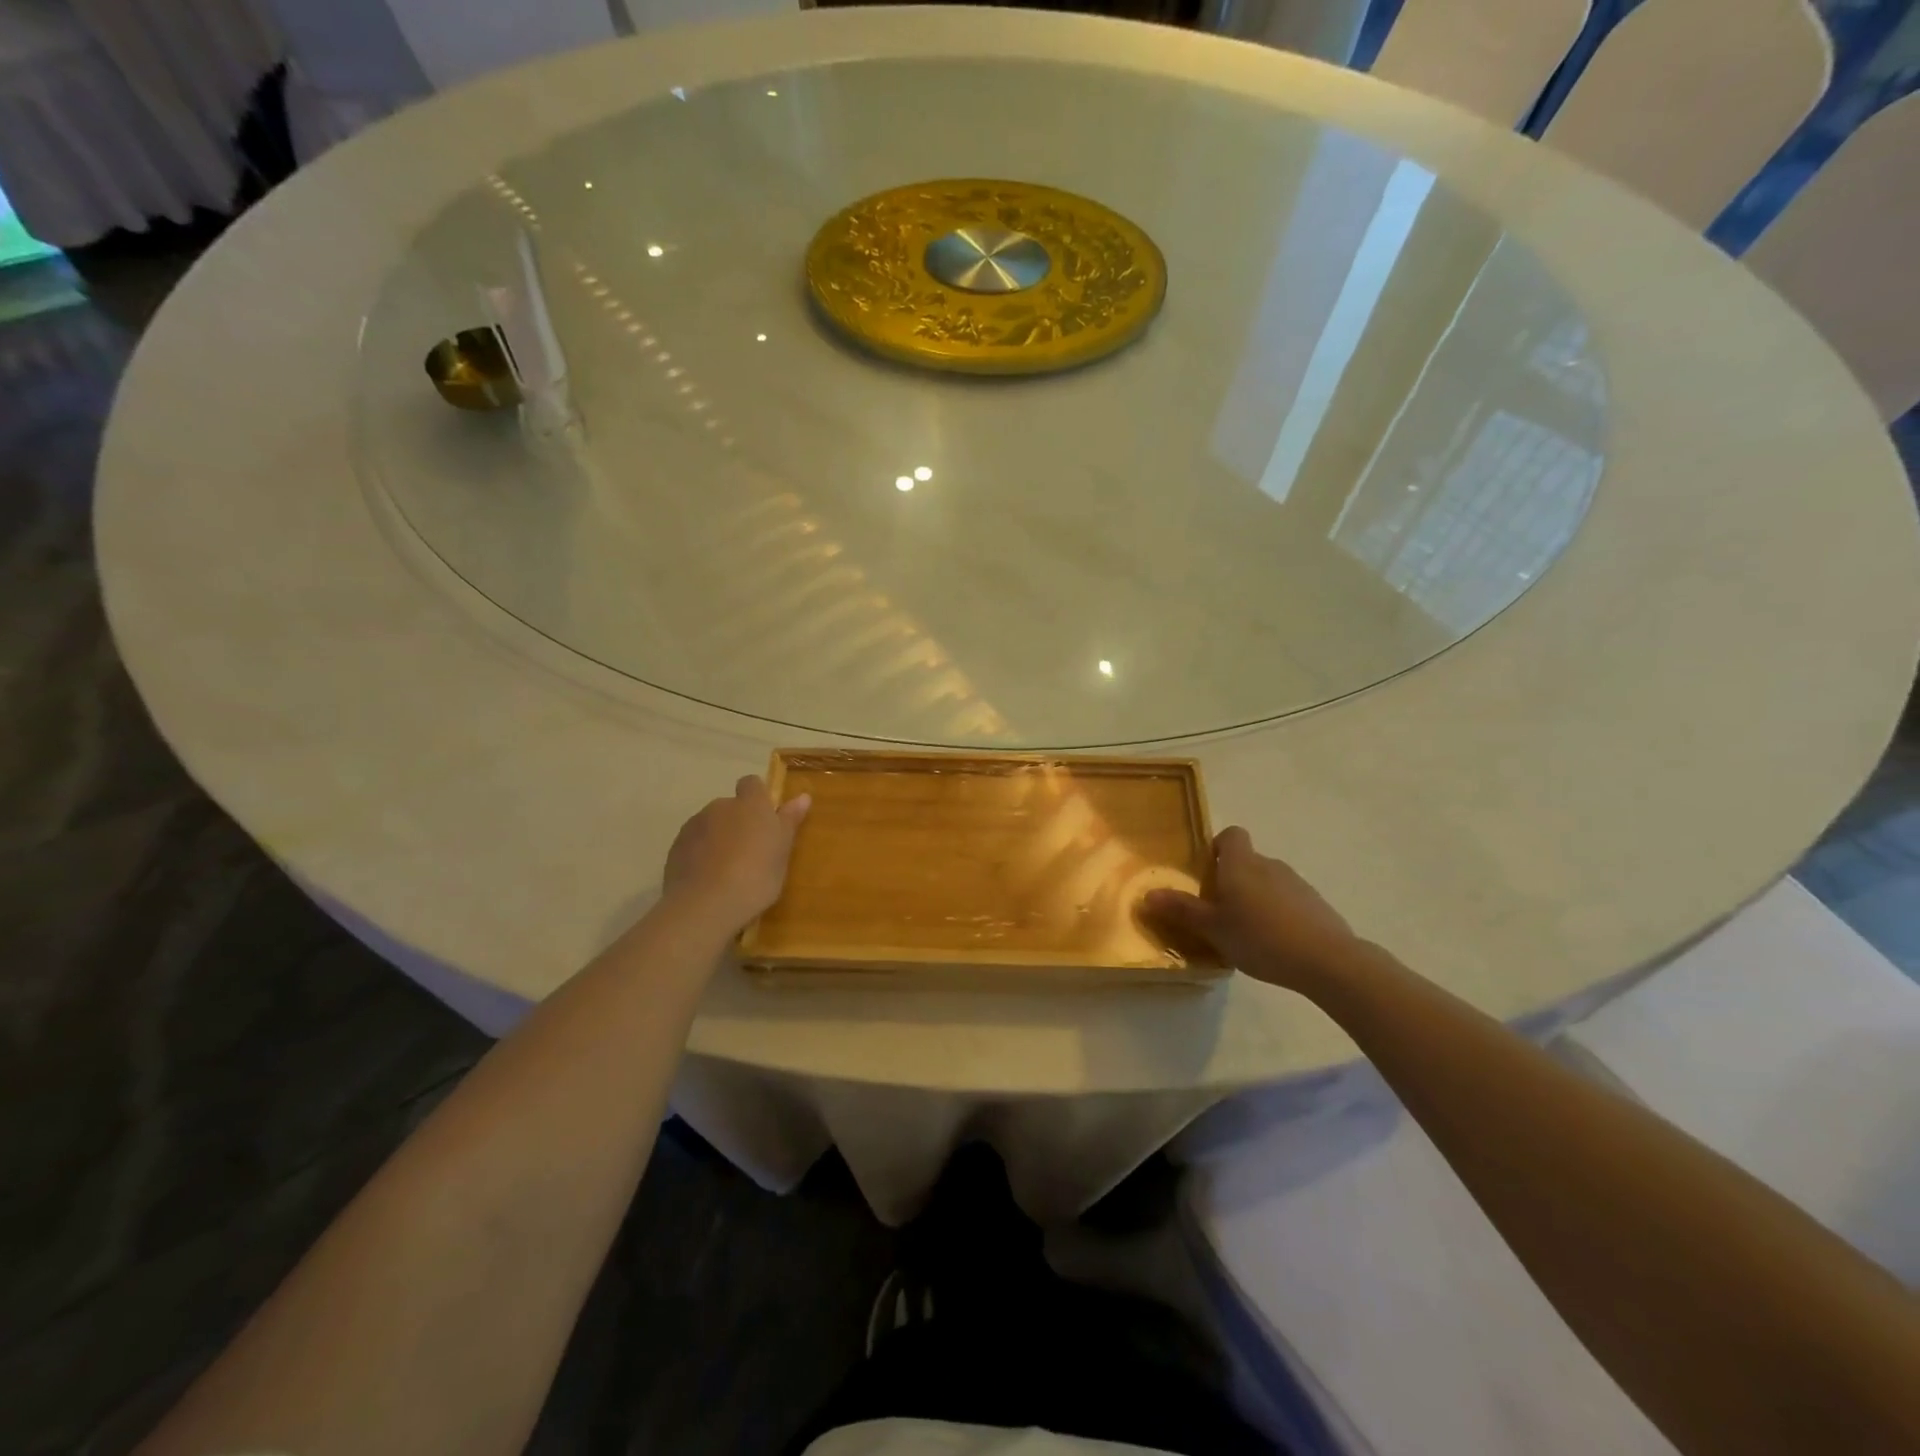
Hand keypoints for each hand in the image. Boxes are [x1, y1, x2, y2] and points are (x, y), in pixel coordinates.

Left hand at [663, 776, 810, 931]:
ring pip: (710, 825)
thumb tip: (803, 796)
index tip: (766, 820)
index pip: (752, 784)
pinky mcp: (676, 847)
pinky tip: (709, 879)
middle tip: (751, 851)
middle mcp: (720, 807)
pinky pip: (693, 844)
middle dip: (738, 822)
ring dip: (719, 838)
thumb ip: (789, 821)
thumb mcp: (783, 851)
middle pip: (730, 806)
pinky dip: (701, 854)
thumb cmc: (756, 876)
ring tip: (728, 870)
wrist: (705, 905)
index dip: (758, 797)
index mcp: (750, 804)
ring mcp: (694, 826)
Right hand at [1146, 827, 1362, 991]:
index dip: (1218, 846)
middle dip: (1232, 880)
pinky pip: (1288, 901)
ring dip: (1255, 898)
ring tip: (1245, 932)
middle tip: (1218, 911)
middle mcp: (1269, 865)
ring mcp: (1297, 884)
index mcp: (1241, 864)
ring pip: (1268, 882)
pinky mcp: (1316, 905)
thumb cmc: (1260, 936)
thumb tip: (1148, 894)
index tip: (1207, 871)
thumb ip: (1181, 910)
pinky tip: (1273, 944)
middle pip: (1247, 861)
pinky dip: (1278, 914)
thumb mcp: (1212, 927)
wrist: (1327, 960)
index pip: (1231, 835)